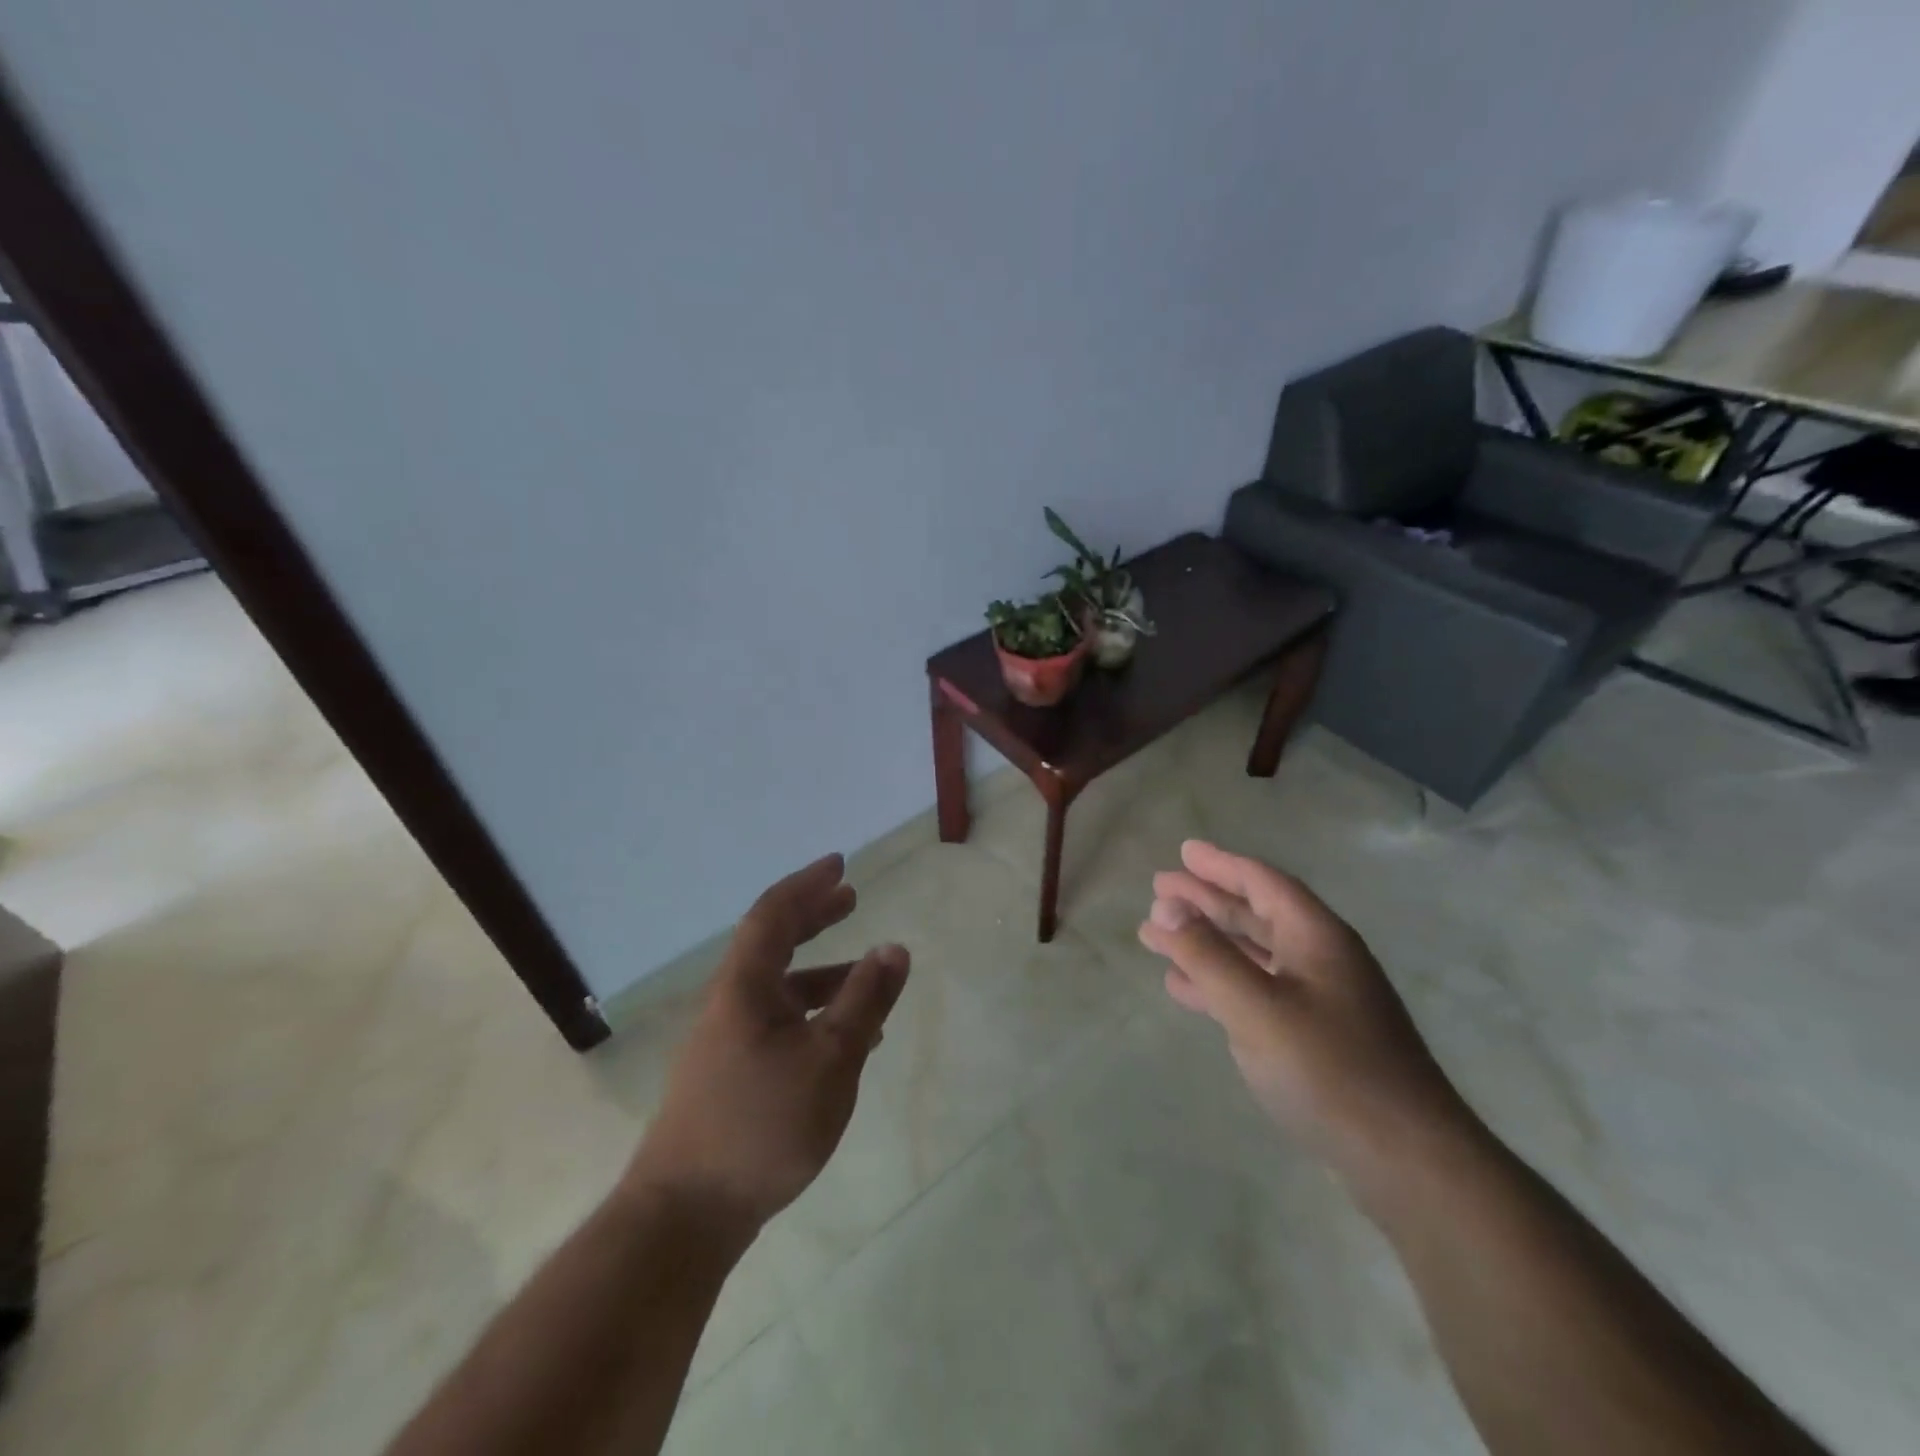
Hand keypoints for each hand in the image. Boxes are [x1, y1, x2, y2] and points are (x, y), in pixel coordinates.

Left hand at [626, 854, 908, 1234]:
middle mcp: (730, 1003)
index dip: (808, 884)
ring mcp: (727, 1040)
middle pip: (773, 942)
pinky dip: (814, 1013)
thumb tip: (894, 948)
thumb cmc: (761, 1125)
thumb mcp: (830, 1059)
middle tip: (850, 898)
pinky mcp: (731, 1074)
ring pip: (780, 987)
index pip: (774, 914)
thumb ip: (864, 1001)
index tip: (840, 865)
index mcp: (744, 986)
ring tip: (866, 974)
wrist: (685, 1215)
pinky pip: (780, 1022)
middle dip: (813, 917)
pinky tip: (846, 1038)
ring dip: (822, 971)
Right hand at [1139, 840, 1469, 1176]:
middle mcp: (1320, 959)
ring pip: (1251, 954)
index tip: (1183, 851)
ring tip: (1156, 935)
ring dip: (1205, 942)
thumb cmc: (1329, 1070)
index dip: (1220, 864)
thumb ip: (1207, 955)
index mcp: (1316, 937)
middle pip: (1254, 914)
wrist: (1406, 1161)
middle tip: (1159, 888)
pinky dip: (1217, 983)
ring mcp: (1319, 1000)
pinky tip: (1183, 988)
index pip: (1263, 882)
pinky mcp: (1314, 1038)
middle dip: (1205, 900)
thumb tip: (1166, 908)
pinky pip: (1254, 991)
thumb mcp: (1256, 1007)